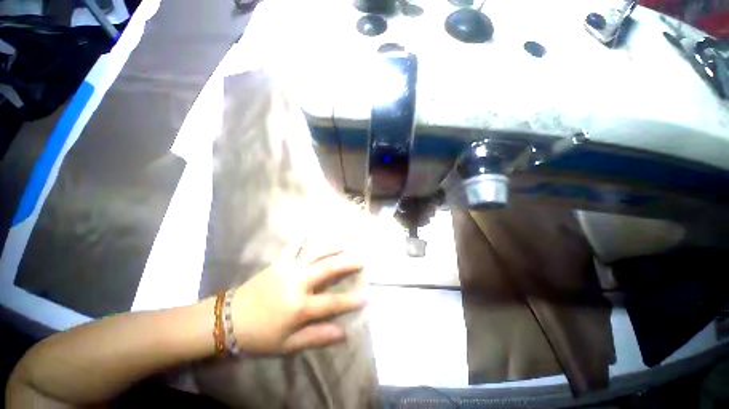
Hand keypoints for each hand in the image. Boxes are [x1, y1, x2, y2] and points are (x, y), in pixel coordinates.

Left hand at [231, 238, 365, 353]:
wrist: (229, 320)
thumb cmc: (260, 336)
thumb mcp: (288, 345)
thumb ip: (317, 336)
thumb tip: (343, 334)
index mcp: (300, 307)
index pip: (332, 303)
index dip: (351, 301)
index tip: (366, 296)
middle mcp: (297, 284)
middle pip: (327, 270)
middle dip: (346, 264)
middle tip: (360, 260)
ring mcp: (288, 270)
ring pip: (314, 255)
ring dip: (330, 248)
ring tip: (343, 244)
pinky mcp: (277, 264)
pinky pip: (291, 248)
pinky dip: (299, 240)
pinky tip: (307, 232)